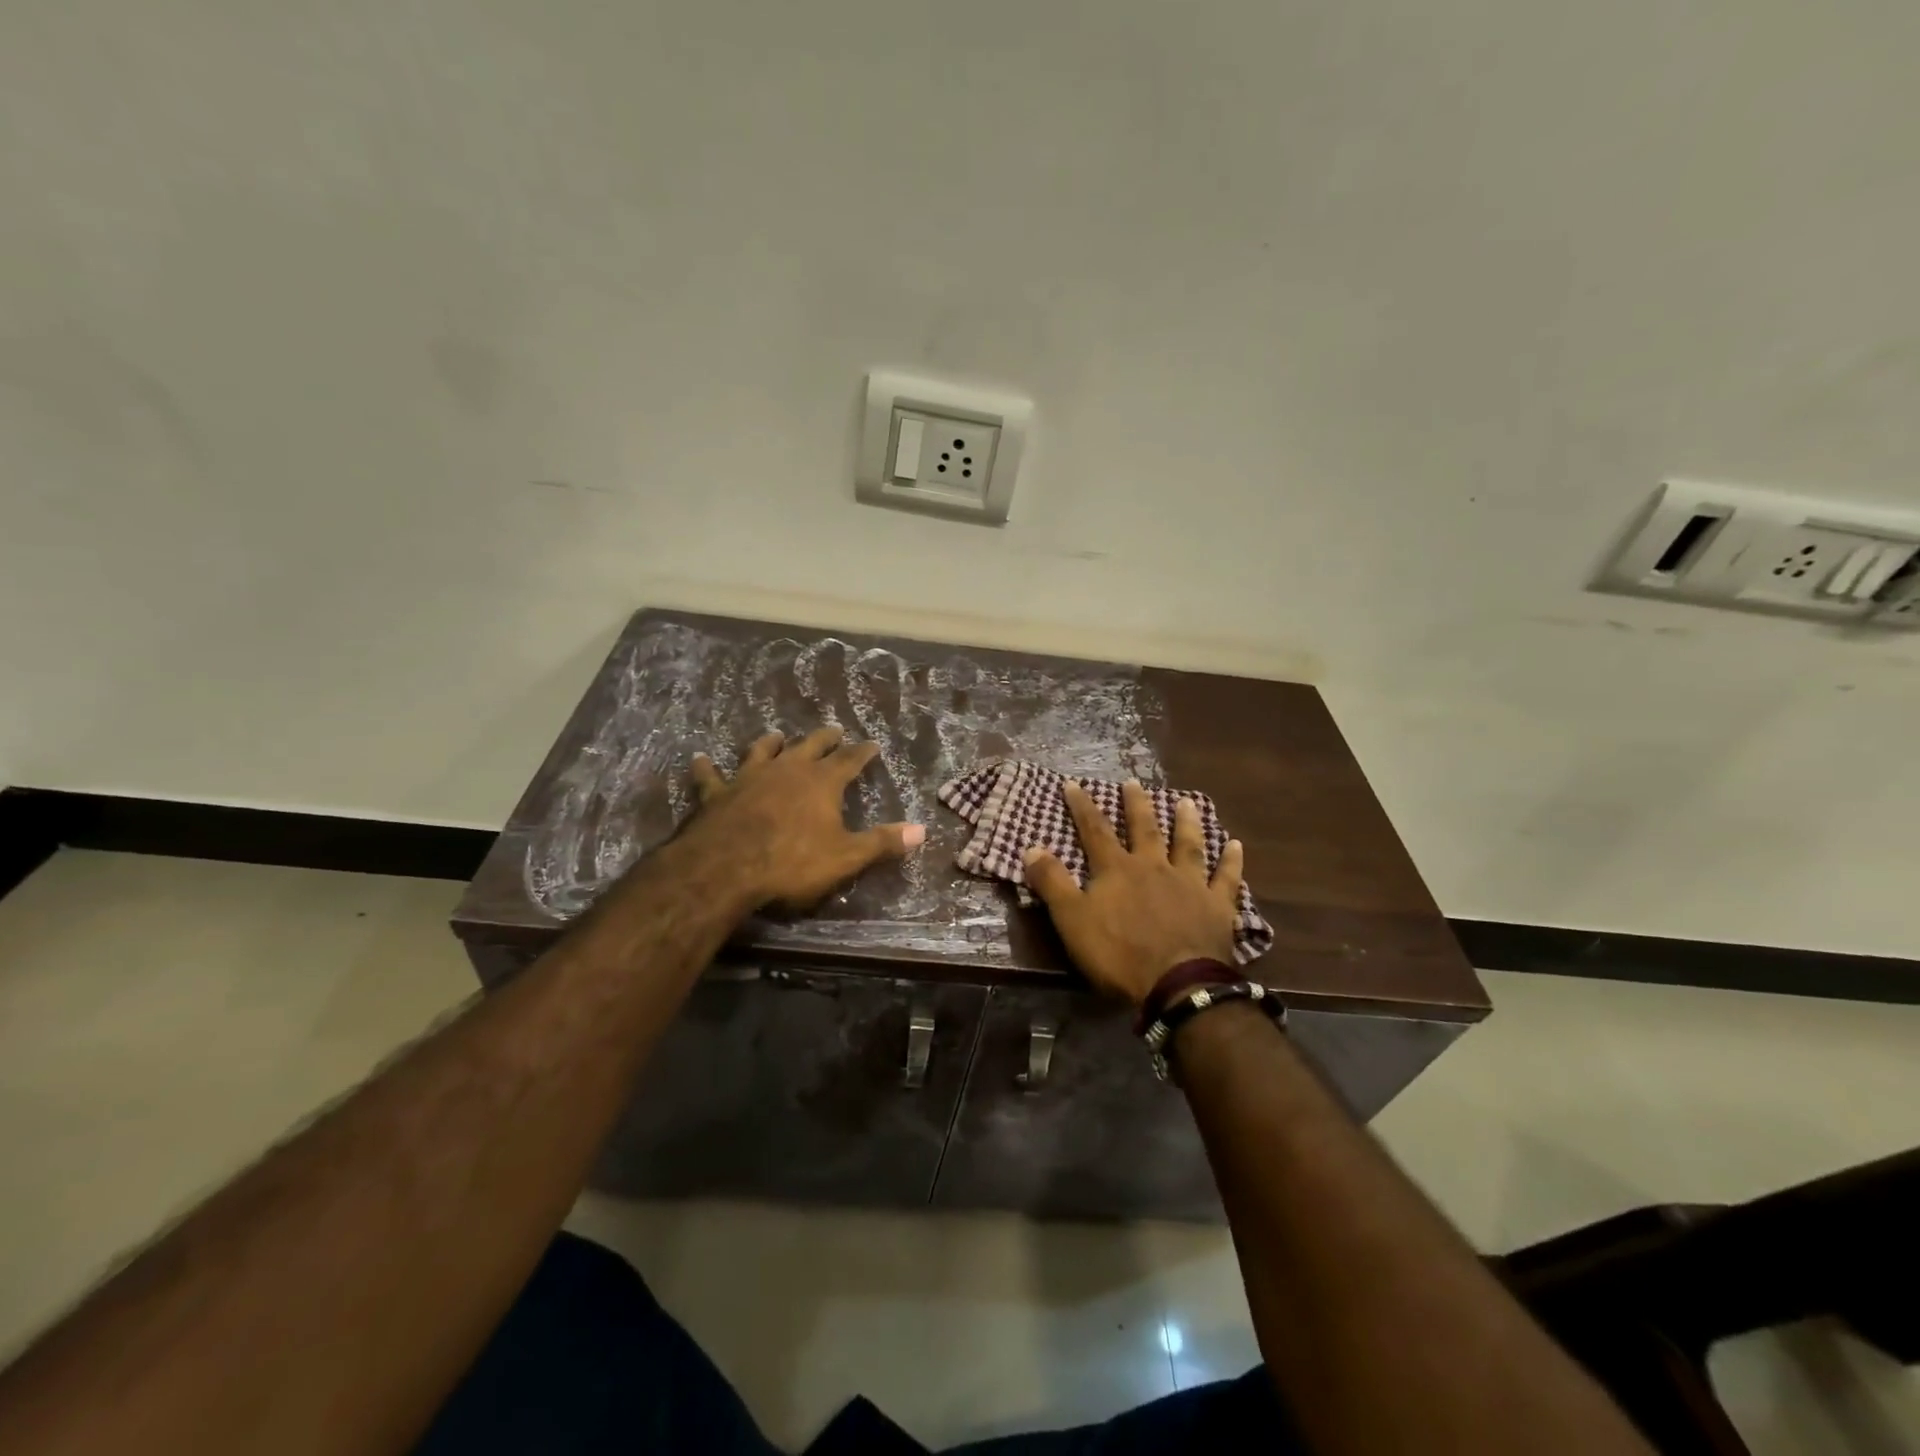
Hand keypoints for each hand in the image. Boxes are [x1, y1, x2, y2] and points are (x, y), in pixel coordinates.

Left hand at [684, 726, 924, 910]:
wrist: (726, 868)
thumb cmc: (792, 863)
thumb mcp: (846, 857)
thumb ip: (882, 842)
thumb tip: (922, 830)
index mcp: (821, 782)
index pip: (849, 760)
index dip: (862, 752)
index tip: (872, 744)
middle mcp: (787, 769)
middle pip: (810, 745)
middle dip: (824, 738)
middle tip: (833, 730)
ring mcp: (749, 777)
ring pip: (762, 751)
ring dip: (771, 743)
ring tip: (777, 735)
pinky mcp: (716, 793)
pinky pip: (710, 776)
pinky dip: (705, 767)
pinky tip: (699, 758)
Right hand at [1022, 781, 1244, 1007]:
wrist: (1177, 984)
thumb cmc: (1118, 954)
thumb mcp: (1072, 920)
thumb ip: (1052, 883)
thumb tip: (1031, 848)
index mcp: (1117, 870)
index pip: (1095, 831)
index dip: (1083, 807)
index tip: (1074, 784)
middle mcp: (1154, 867)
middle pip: (1144, 829)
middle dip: (1136, 805)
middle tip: (1134, 782)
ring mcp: (1189, 884)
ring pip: (1188, 845)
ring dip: (1186, 822)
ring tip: (1186, 802)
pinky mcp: (1217, 906)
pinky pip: (1225, 878)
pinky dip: (1230, 861)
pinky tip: (1235, 845)